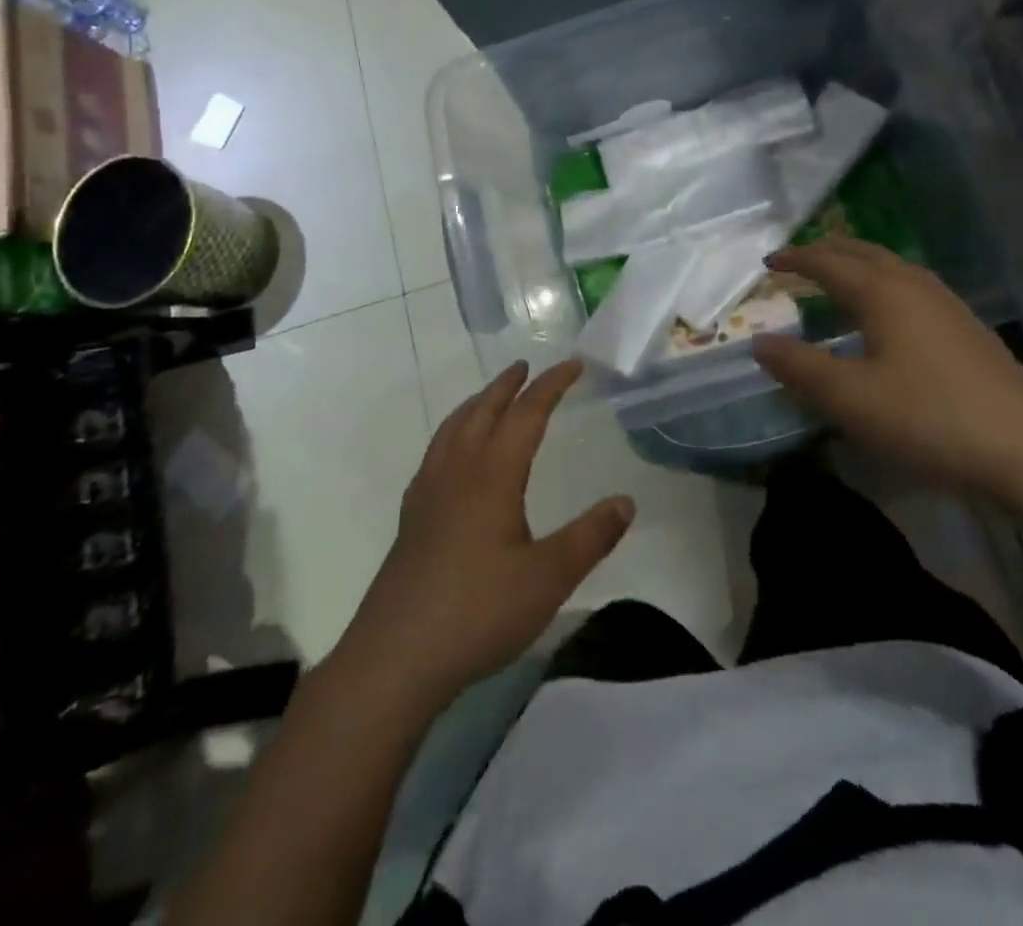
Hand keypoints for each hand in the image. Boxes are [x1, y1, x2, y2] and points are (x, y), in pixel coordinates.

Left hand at [339, 360, 634, 705]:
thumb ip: (591, 537)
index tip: (573, 365)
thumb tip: (626, 501)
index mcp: (493, 474)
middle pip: (483, 411)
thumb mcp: (549, 577)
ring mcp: (428, 493)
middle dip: (507, 385)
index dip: (551, 385)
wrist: (395, 656)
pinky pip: (435, 453)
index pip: (527, 414)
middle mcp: (458, 471)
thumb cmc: (478, 611)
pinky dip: (452, 433)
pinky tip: (454, 456)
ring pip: (453, 429)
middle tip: (526, 366)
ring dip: (476, 404)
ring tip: (490, 397)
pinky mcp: (411, 518)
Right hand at [752, 238, 1022, 493]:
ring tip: (839, 280)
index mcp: (883, 292)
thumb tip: (759, 341)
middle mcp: (915, 286)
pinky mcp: (968, 330)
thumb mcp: (850, 399)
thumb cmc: (929, 418)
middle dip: (828, 252)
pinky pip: (913, 288)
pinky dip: (884, 286)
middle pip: (864, 254)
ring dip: (860, 266)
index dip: (796, 259)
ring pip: (893, 268)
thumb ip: (800, 368)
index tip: (769, 261)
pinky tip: (889, 318)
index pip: (829, 263)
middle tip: (800, 259)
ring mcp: (948, 306)